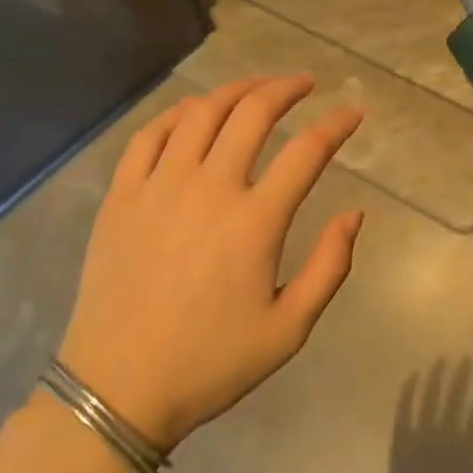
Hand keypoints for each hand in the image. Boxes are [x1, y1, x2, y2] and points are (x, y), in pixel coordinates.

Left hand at [58, 76, 364, 451]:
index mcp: (255, 222)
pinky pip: (150, 134)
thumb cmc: (210, 363)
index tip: (352, 113)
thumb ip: (330, 267)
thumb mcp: (288, 330)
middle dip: (286, 88)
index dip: (336, 125)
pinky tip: (194, 111)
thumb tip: (354, 214)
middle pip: (253, 113)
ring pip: (201, 112)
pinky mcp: (123, 195)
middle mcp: (209, 188)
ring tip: (256, 87)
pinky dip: (177, 112)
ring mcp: (160, 186)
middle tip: (304, 83)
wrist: (118, 389)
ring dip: (235, 89)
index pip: (307, 151)